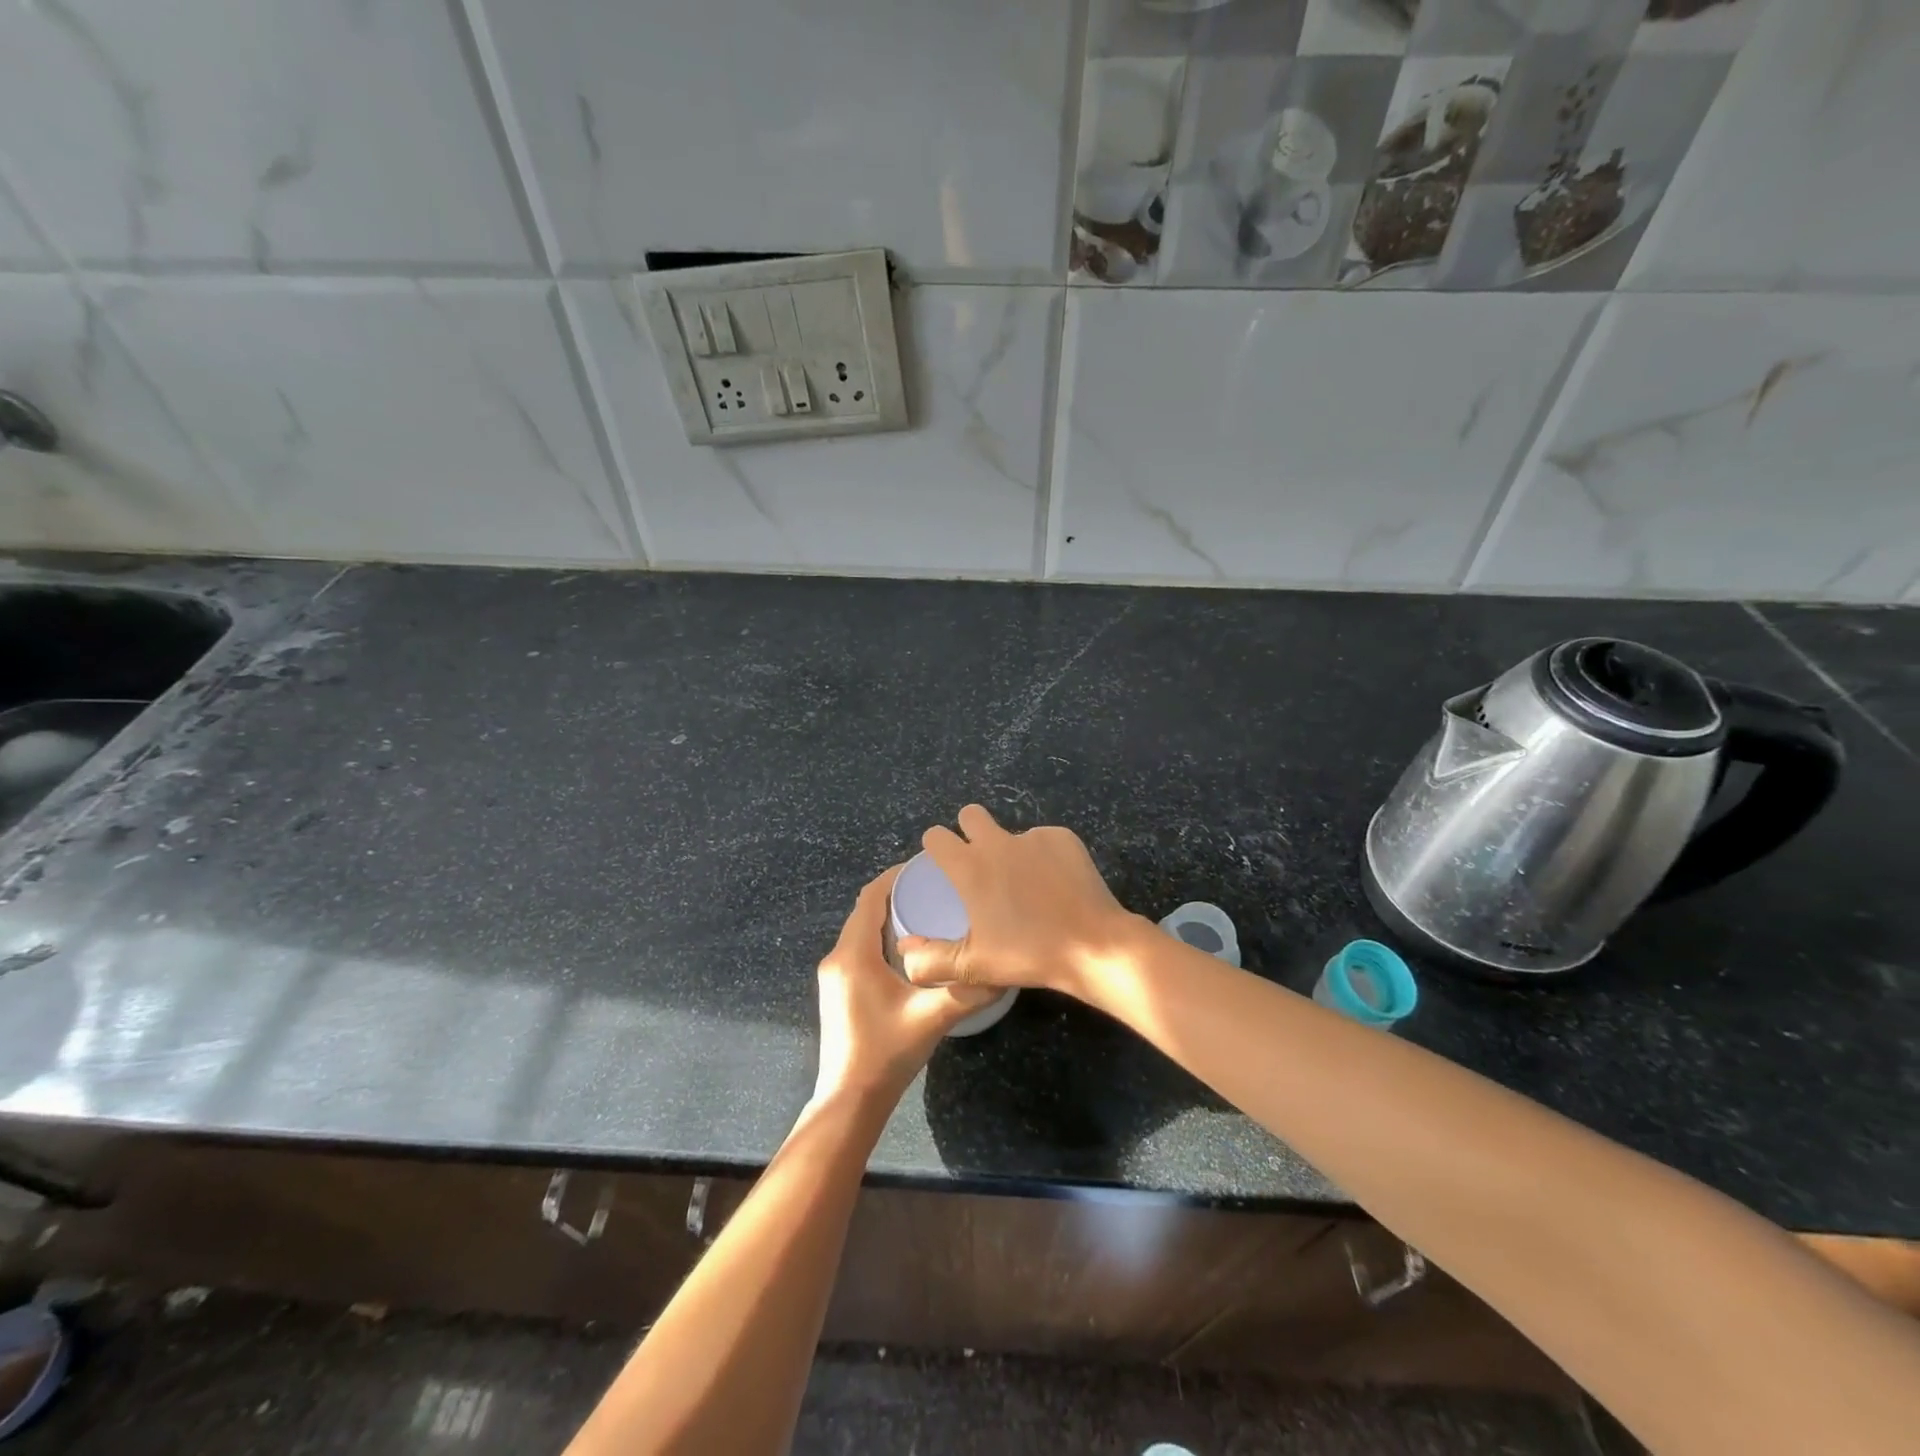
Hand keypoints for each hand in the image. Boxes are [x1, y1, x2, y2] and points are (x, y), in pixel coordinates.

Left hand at [813, 864, 1000, 1106]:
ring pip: (861, 932)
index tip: (925, 866)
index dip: (894, 877)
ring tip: (927, 912)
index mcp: (853, 955)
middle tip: (935, 888)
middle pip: (865, 912)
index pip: (870, 899)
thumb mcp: (932, 1017)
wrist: (849, 1101)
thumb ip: (968, 991)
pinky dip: (880, 938)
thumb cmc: (886, 1053)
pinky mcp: (838, 991)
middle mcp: (837, 958)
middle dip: (896, 895)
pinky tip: (909, 949)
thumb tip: (1003, 970)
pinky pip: (859, 949)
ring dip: (888, 918)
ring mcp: (834, 976)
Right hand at [899, 805, 1146, 999]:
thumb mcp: (975, 966)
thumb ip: (932, 960)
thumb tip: (905, 952)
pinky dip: (1043, 856)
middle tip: (980, 865)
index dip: (935, 847)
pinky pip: (1043, 840)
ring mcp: (1033, 836)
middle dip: (969, 831)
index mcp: (970, 867)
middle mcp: (997, 842)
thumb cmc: (1029, 954)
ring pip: (1010, 831)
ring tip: (1025, 886)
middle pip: (970, 815)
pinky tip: (1055, 884)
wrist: (1093, 945)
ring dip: (1009, 849)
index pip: (935, 836)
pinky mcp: (1063, 838)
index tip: (943, 866)